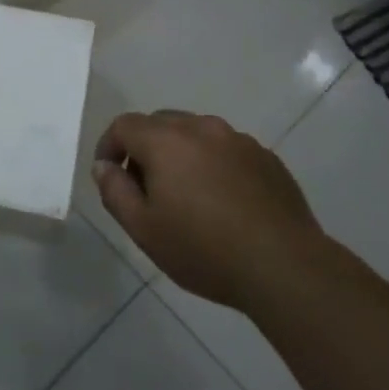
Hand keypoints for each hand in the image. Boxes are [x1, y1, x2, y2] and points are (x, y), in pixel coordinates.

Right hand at [93, 110, 328, 312]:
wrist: (284, 266)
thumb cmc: (204, 249)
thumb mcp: (144, 229)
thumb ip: (115, 191)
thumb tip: (104, 166)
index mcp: (166, 140)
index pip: (124, 124)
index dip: (109, 145)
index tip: (109, 174)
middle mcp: (201, 128)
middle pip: (160, 123)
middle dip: (144, 148)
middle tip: (145, 189)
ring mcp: (238, 139)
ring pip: (195, 133)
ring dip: (180, 154)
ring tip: (186, 196)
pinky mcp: (266, 157)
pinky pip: (226, 149)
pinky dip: (213, 164)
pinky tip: (222, 201)